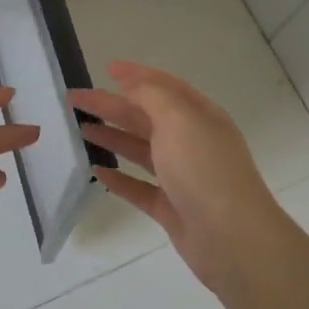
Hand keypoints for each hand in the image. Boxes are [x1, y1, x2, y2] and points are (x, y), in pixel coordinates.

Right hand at [70, 61, 288, 296]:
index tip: (106, 69)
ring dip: (112, 137)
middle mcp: (191, 143)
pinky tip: (96, 172)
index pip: (164, 87)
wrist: (233, 238)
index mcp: (199, 116)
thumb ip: (152, 96)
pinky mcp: (171, 209)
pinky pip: (139, 188)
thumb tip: (131, 84)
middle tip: (75, 99)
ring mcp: (182, 177)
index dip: (136, 76)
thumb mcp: (179, 119)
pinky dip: (119, 178)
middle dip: (112, 105)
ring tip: (81, 129)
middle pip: (146, 117)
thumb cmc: (204, 169)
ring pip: (140, 150)